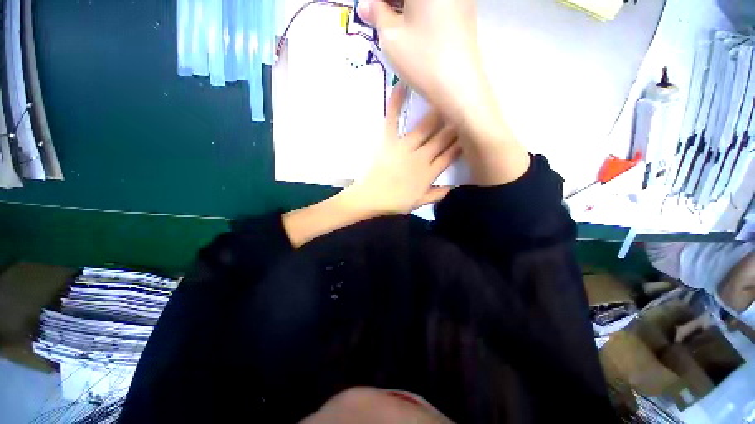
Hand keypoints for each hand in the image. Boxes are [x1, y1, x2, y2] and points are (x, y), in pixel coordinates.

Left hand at [283, 86, 459, 247]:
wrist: (370, 198)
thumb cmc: (395, 202)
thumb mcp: (419, 203)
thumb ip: (438, 194)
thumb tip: (455, 187)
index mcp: (429, 173)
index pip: (451, 155)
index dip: (462, 143)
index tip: (470, 132)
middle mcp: (420, 157)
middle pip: (443, 139)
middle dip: (456, 125)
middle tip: (464, 110)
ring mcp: (404, 147)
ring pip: (426, 127)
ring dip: (438, 113)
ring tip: (448, 98)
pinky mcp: (388, 141)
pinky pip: (393, 119)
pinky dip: (396, 102)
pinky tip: (402, 84)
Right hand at [357, 0, 485, 120]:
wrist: (459, 86)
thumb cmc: (422, 59)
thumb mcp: (391, 37)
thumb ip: (376, 14)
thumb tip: (366, 5)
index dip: (379, 2)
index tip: (372, 13)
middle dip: (392, 4)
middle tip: (380, 17)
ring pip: (424, 1)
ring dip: (406, 8)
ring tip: (395, 25)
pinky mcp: (466, 11)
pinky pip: (438, 5)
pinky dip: (423, 12)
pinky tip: (416, 29)